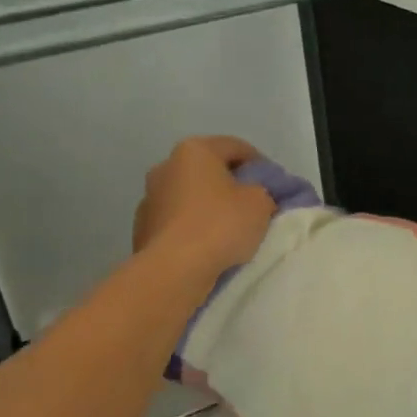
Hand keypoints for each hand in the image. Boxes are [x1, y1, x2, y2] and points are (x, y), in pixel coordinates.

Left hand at [133, 136, 275, 279]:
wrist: (174, 269)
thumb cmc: (220, 225)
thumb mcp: (260, 203)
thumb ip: (261, 190)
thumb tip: (252, 194)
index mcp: (194, 151)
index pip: (236, 147)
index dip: (260, 164)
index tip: (274, 186)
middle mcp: (166, 166)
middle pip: (208, 170)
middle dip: (230, 185)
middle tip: (252, 206)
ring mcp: (149, 198)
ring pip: (189, 196)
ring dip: (207, 207)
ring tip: (228, 231)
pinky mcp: (141, 228)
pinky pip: (176, 222)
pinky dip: (191, 228)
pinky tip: (205, 247)